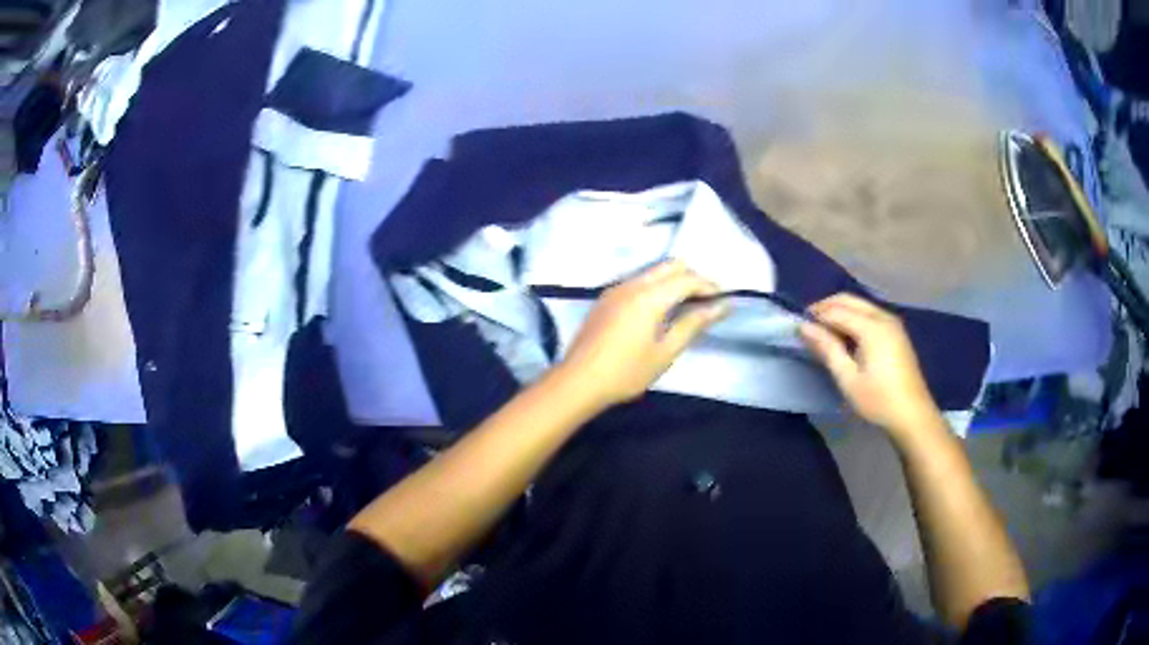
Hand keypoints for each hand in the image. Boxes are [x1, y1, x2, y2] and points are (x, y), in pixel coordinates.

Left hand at [559, 261, 728, 407]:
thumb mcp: (665, 352)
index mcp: (649, 296)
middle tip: (706, 301)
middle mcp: (632, 284)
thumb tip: (721, 306)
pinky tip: (660, 311)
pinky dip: (656, 288)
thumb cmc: (626, 372)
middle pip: (670, 266)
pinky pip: (638, 282)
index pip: (687, 278)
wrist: (577, 381)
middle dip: (692, 278)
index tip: (724, 300)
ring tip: (687, 307)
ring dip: (673, 282)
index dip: (709, 286)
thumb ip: (693, 324)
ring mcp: (615, 289)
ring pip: (652, 272)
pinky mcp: (605, 299)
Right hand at [799, 293, 941, 438]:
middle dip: (826, 308)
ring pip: (860, 305)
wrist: (912, 415)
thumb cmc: (878, 400)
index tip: (797, 328)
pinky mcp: (896, 332)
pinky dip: (853, 318)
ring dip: (840, 312)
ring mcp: (892, 323)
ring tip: (824, 333)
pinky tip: (845, 337)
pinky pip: (869, 314)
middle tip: (808, 327)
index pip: (836, 310)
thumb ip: (827, 348)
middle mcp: (882, 316)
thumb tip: (804, 327)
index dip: (815, 315)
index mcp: (872, 326)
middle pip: (849, 300)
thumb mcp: (848, 378)